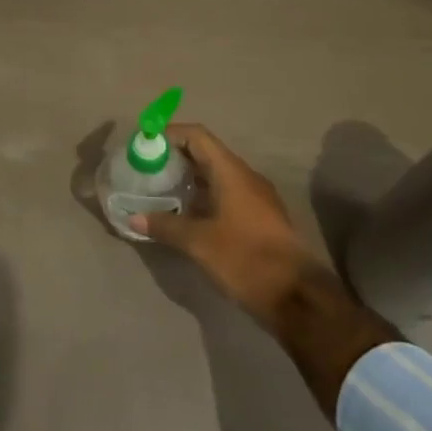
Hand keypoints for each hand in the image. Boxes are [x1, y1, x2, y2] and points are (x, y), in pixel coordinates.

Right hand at [133, 123, 327, 330]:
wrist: (297, 297)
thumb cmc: (246, 259)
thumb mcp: (199, 243)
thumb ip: (165, 226)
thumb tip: (133, 218)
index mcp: (231, 172)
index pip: (197, 136)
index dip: (169, 134)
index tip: (144, 144)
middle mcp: (245, 177)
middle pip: (205, 153)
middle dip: (174, 157)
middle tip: (146, 169)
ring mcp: (256, 198)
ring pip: (216, 176)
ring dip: (188, 179)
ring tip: (159, 191)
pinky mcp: (259, 219)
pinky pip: (225, 195)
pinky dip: (202, 197)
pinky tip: (184, 215)